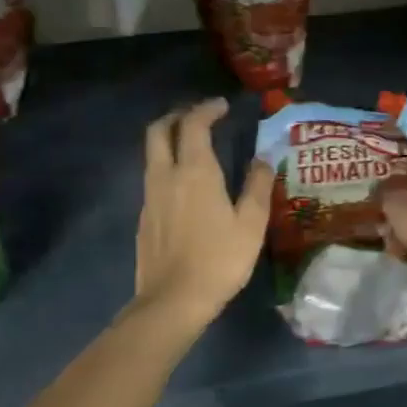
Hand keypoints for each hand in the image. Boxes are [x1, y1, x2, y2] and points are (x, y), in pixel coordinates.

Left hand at [134, 99, 271, 326]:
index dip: (207, 109)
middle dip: (177, 116)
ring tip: (192, 147)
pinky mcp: (144, 218)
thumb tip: (263, 159)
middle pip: (159, 130)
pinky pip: (152, 179)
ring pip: (152, 154)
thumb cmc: (219, 260)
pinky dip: (166, 167)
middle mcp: (166, 175)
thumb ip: (257, 186)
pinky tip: (183, 186)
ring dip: (169, 141)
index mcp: (195, 171)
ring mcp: (150, 197)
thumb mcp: (251, 224)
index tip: (222, 106)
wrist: (173, 300)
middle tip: (198, 117)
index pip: (194, 124)